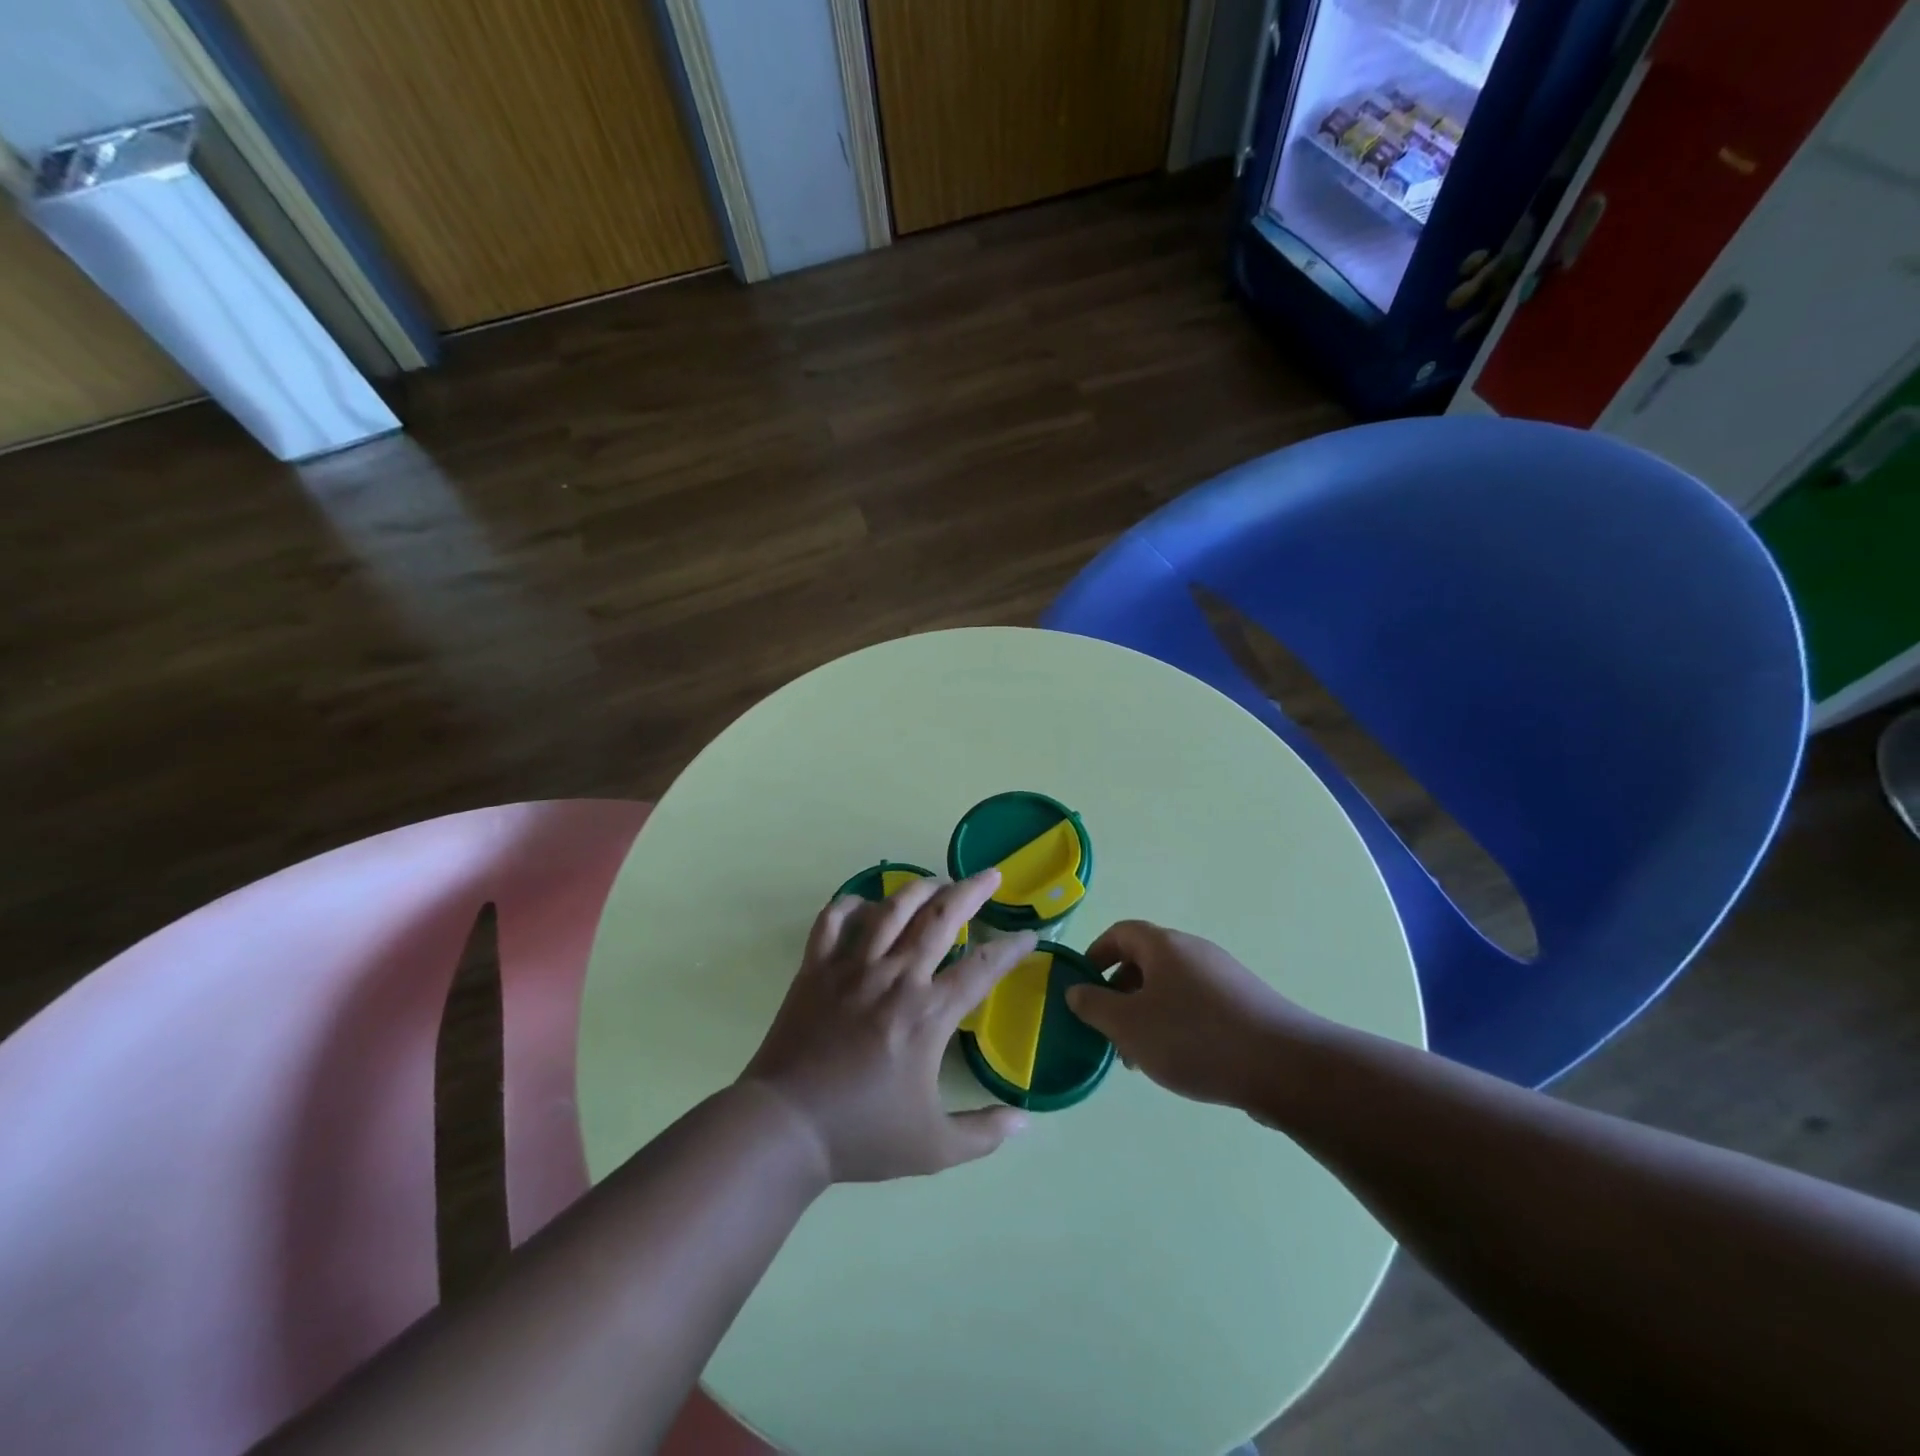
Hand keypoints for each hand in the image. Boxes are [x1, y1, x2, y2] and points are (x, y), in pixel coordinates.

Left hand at [741, 870, 1034, 1182]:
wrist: (785, 1127)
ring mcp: (852, 967)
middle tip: (991, 875)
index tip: (1029, 936)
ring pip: (891, 908)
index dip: (1011, 949)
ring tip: (937, 880)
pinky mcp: (815, 967)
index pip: (982, 968)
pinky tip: (865, 903)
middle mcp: (895, 977)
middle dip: (971, 891)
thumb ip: (984, 1133)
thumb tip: (1026, 1121)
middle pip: (940, 918)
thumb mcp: (934, 1148)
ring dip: (919, 888)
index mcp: (928, 1014)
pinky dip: (850, 904)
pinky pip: (833, 920)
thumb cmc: (861, 1135)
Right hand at [1068, 921, 1319, 1110]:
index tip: (1082, 987)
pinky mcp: (1245, 1003)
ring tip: (1142, 1058)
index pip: (1119, 932)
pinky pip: (1197, 1004)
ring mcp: (1223, 976)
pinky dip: (1178, 1024)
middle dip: (1120, 994)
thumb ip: (1095, 1006)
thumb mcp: (1129, 1025)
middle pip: (1145, 961)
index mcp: (1163, 945)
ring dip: (1147, 1014)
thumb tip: (1076, 990)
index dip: (1095, 955)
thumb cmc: (1194, 1038)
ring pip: (1171, 987)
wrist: (1284, 1066)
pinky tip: (1181, 1062)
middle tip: (1109, 1032)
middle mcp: (1194, 951)